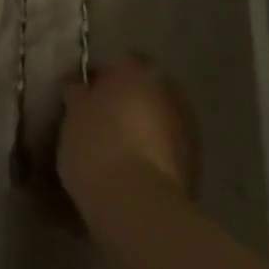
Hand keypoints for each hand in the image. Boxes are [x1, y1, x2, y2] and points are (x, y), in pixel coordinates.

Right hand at [58, 57, 200, 206]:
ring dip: (143, 127)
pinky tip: (134, 170)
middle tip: (101, 121)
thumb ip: (79, 96)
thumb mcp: (72, 116)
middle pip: (143, 89)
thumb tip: (82, 91)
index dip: (99, 79)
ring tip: (117, 150)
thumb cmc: (96, 147)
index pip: (116, 63)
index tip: (83, 98)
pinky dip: (155, 152)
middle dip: (126, 101)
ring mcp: (186, 125)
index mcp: (135, 71)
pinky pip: (168, 146)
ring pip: (158, 117)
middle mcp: (167, 89)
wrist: (138, 205)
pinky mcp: (196, 161)